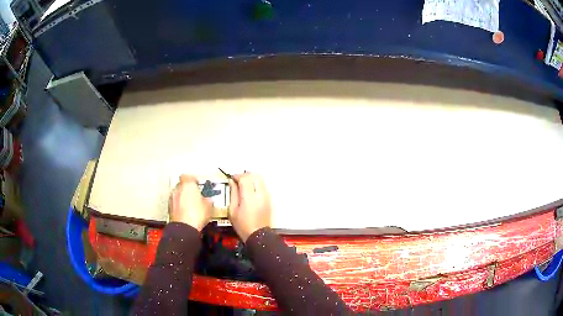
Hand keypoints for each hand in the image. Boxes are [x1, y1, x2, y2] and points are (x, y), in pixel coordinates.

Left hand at [169, 174, 212, 230]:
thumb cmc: (196, 214)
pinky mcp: (169, 208)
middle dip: (188, 189)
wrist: (185, 227)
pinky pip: (175, 204)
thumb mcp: (209, 206)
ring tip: (191, 205)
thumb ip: (208, 199)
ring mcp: (172, 199)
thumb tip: (208, 200)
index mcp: (187, 184)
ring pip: (178, 195)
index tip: (197, 183)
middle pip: (182, 185)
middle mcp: (177, 189)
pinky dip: (180, 206)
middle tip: (195, 195)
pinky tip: (186, 212)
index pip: (187, 176)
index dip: (192, 179)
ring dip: (183, 198)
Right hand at [228, 173, 271, 241]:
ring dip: (251, 178)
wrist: (258, 235)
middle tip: (237, 180)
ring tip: (243, 184)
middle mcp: (260, 194)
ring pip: (260, 179)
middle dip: (245, 175)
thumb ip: (233, 193)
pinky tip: (250, 191)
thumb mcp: (233, 210)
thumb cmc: (242, 225)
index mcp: (249, 197)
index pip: (245, 178)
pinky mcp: (269, 199)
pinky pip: (263, 186)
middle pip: (254, 175)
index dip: (237, 175)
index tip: (231, 178)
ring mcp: (266, 196)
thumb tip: (231, 181)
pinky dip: (256, 184)